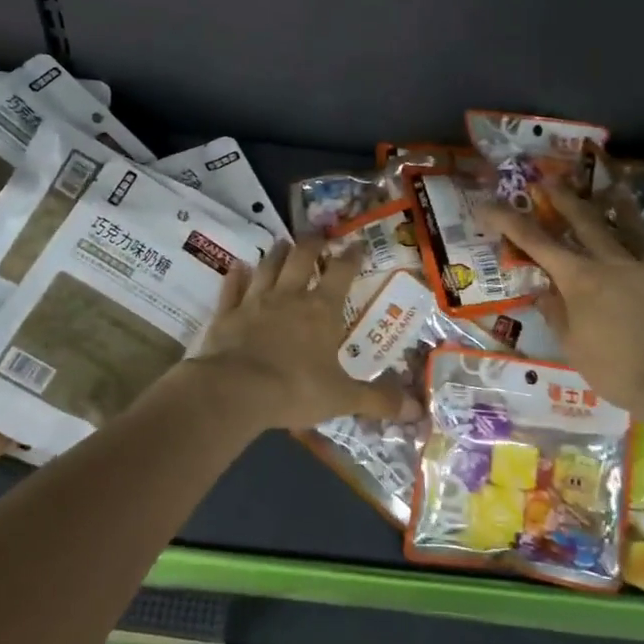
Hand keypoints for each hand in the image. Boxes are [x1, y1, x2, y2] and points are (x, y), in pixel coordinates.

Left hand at [186, 238, 418, 431]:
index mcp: (321, 310)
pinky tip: (237, 267)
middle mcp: (289, 296)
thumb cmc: (295, 389)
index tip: (357, 245)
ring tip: (281, 242)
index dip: (351, 257)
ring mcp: (255, 301)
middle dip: (312, 244)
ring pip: (268, 267)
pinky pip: (232, 288)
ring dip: (276, 253)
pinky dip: (236, 276)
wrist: (236, 390)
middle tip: (317, 234)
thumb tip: (417, 409)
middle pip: (301, 258)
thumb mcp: (343, 398)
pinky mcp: (227, 313)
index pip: (342, 273)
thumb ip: (377, 400)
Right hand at [480, 191, 643, 415]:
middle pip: (585, 221)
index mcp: (580, 278)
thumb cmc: (618, 370)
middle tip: (550, 181)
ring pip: (632, 230)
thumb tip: (543, 292)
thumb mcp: (575, 347)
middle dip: (563, 199)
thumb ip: (557, 315)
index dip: (509, 221)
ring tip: (615, 190)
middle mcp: (614, 263)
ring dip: (619, 207)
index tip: (488, 204)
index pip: (536, 242)